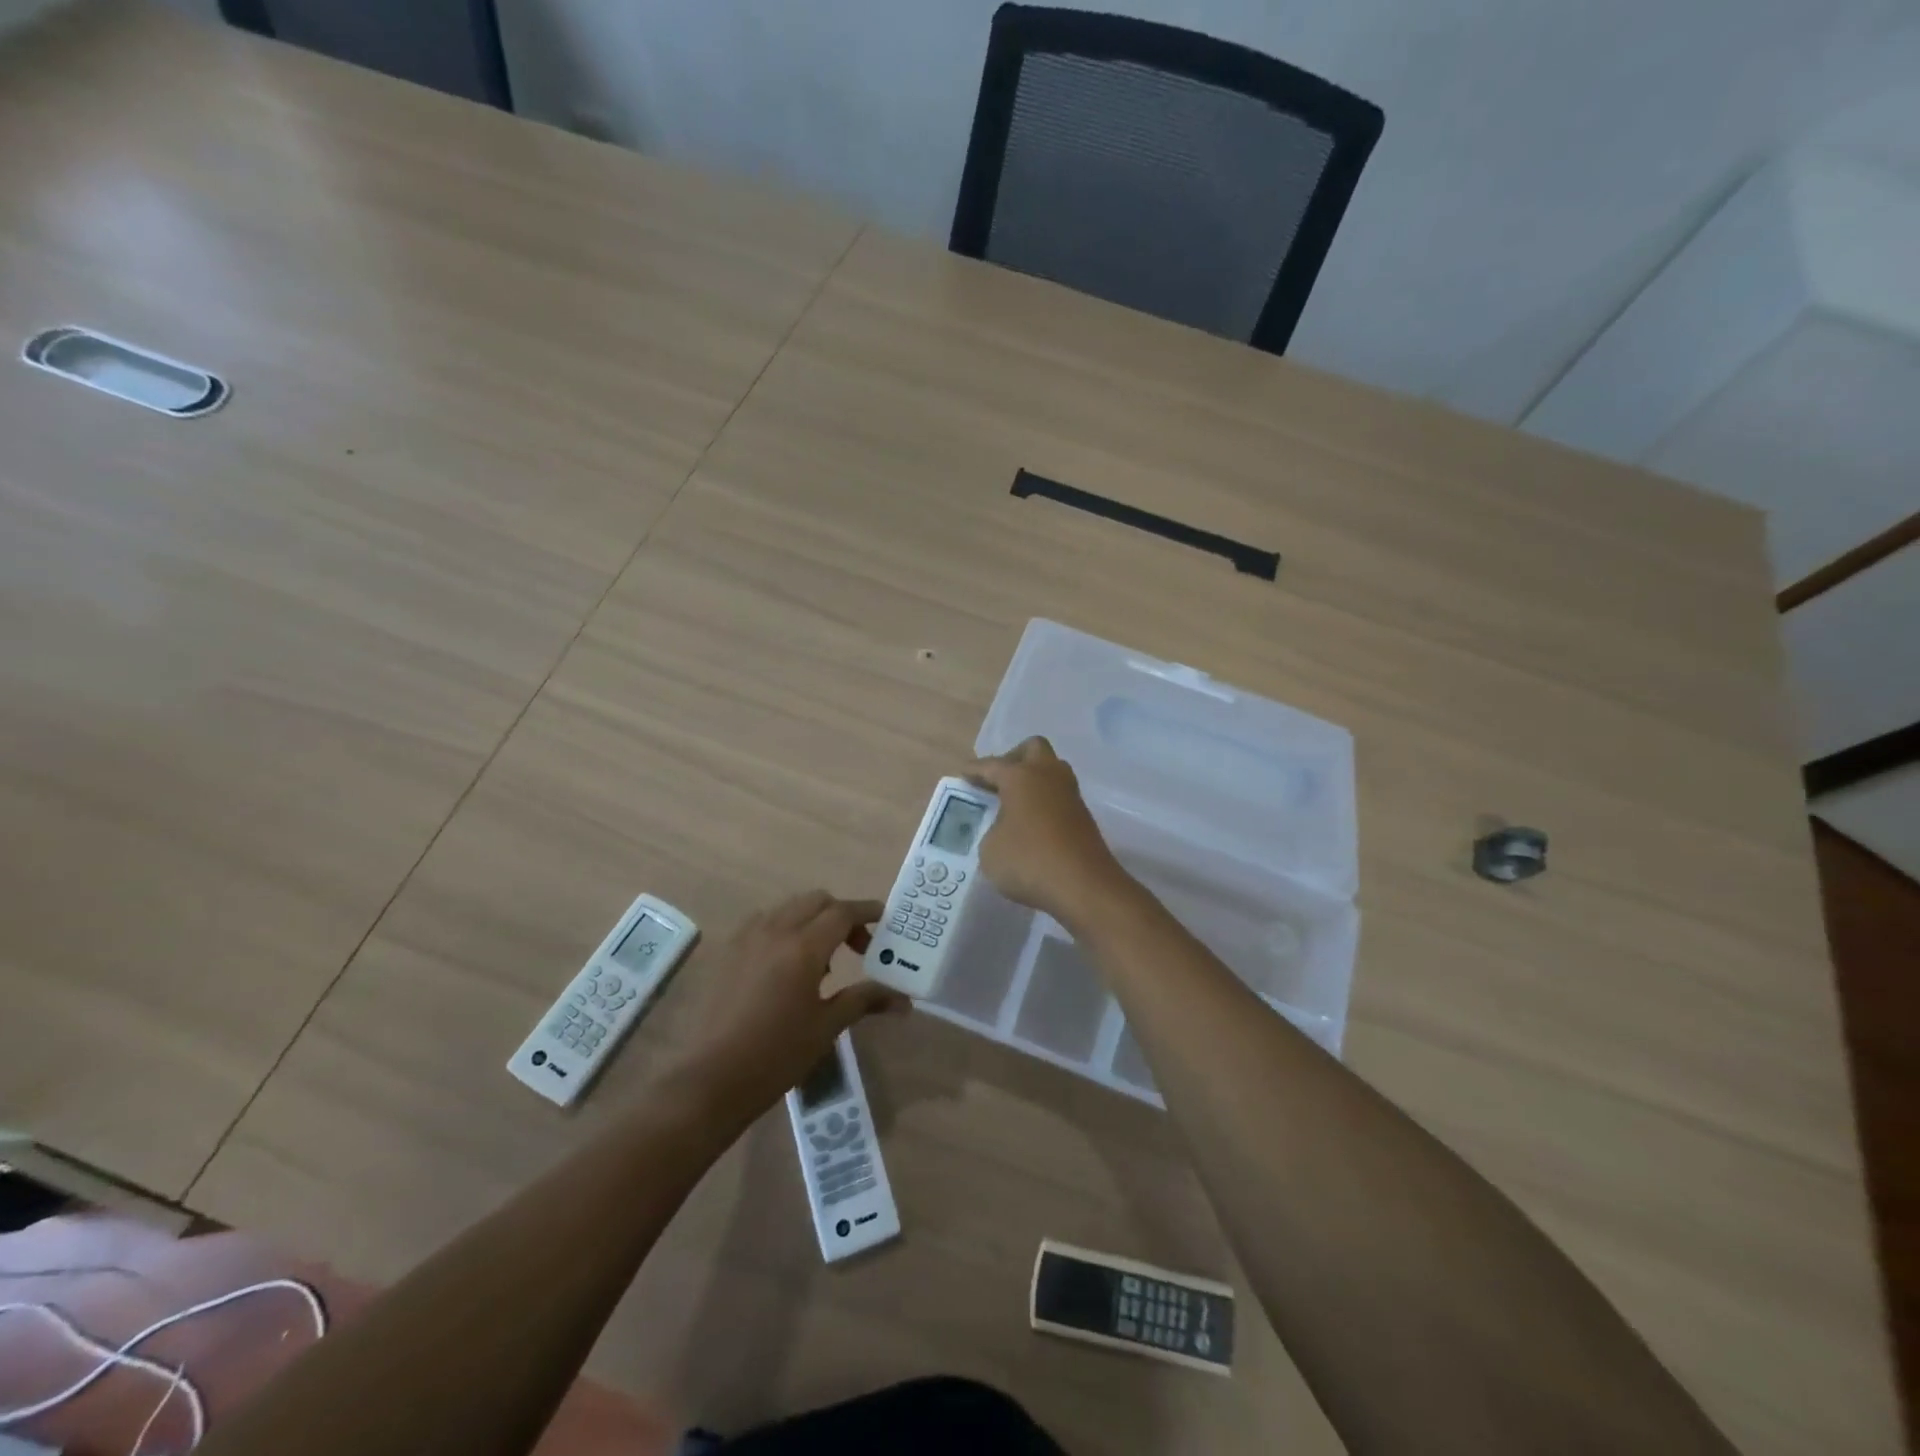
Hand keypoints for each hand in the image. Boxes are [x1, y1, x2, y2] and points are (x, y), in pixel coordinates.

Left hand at [677, 891, 907, 1110]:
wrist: (711, 1079)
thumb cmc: (777, 1054)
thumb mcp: (827, 1027)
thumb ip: (864, 1000)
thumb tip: (903, 1000)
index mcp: (803, 947)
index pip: (842, 912)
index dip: (867, 912)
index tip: (885, 919)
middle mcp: (775, 931)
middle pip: (816, 901)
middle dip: (841, 914)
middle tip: (856, 946)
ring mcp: (747, 938)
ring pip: (788, 907)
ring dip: (812, 919)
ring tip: (822, 960)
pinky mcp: (728, 951)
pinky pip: (764, 922)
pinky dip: (785, 928)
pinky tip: (787, 964)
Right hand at [965, 737, 1129, 927]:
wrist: (1084, 886)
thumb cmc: (1029, 861)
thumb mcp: (990, 850)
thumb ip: (991, 831)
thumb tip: (1003, 828)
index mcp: (1021, 776)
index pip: (992, 765)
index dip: (975, 770)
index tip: (963, 776)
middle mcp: (1048, 775)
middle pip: (1032, 748)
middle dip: (1013, 759)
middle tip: (997, 781)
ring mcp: (1070, 794)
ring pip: (1051, 770)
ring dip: (1033, 779)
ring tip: (1014, 802)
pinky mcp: (1083, 815)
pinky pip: (1059, 795)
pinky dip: (1044, 800)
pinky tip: (1032, 822)